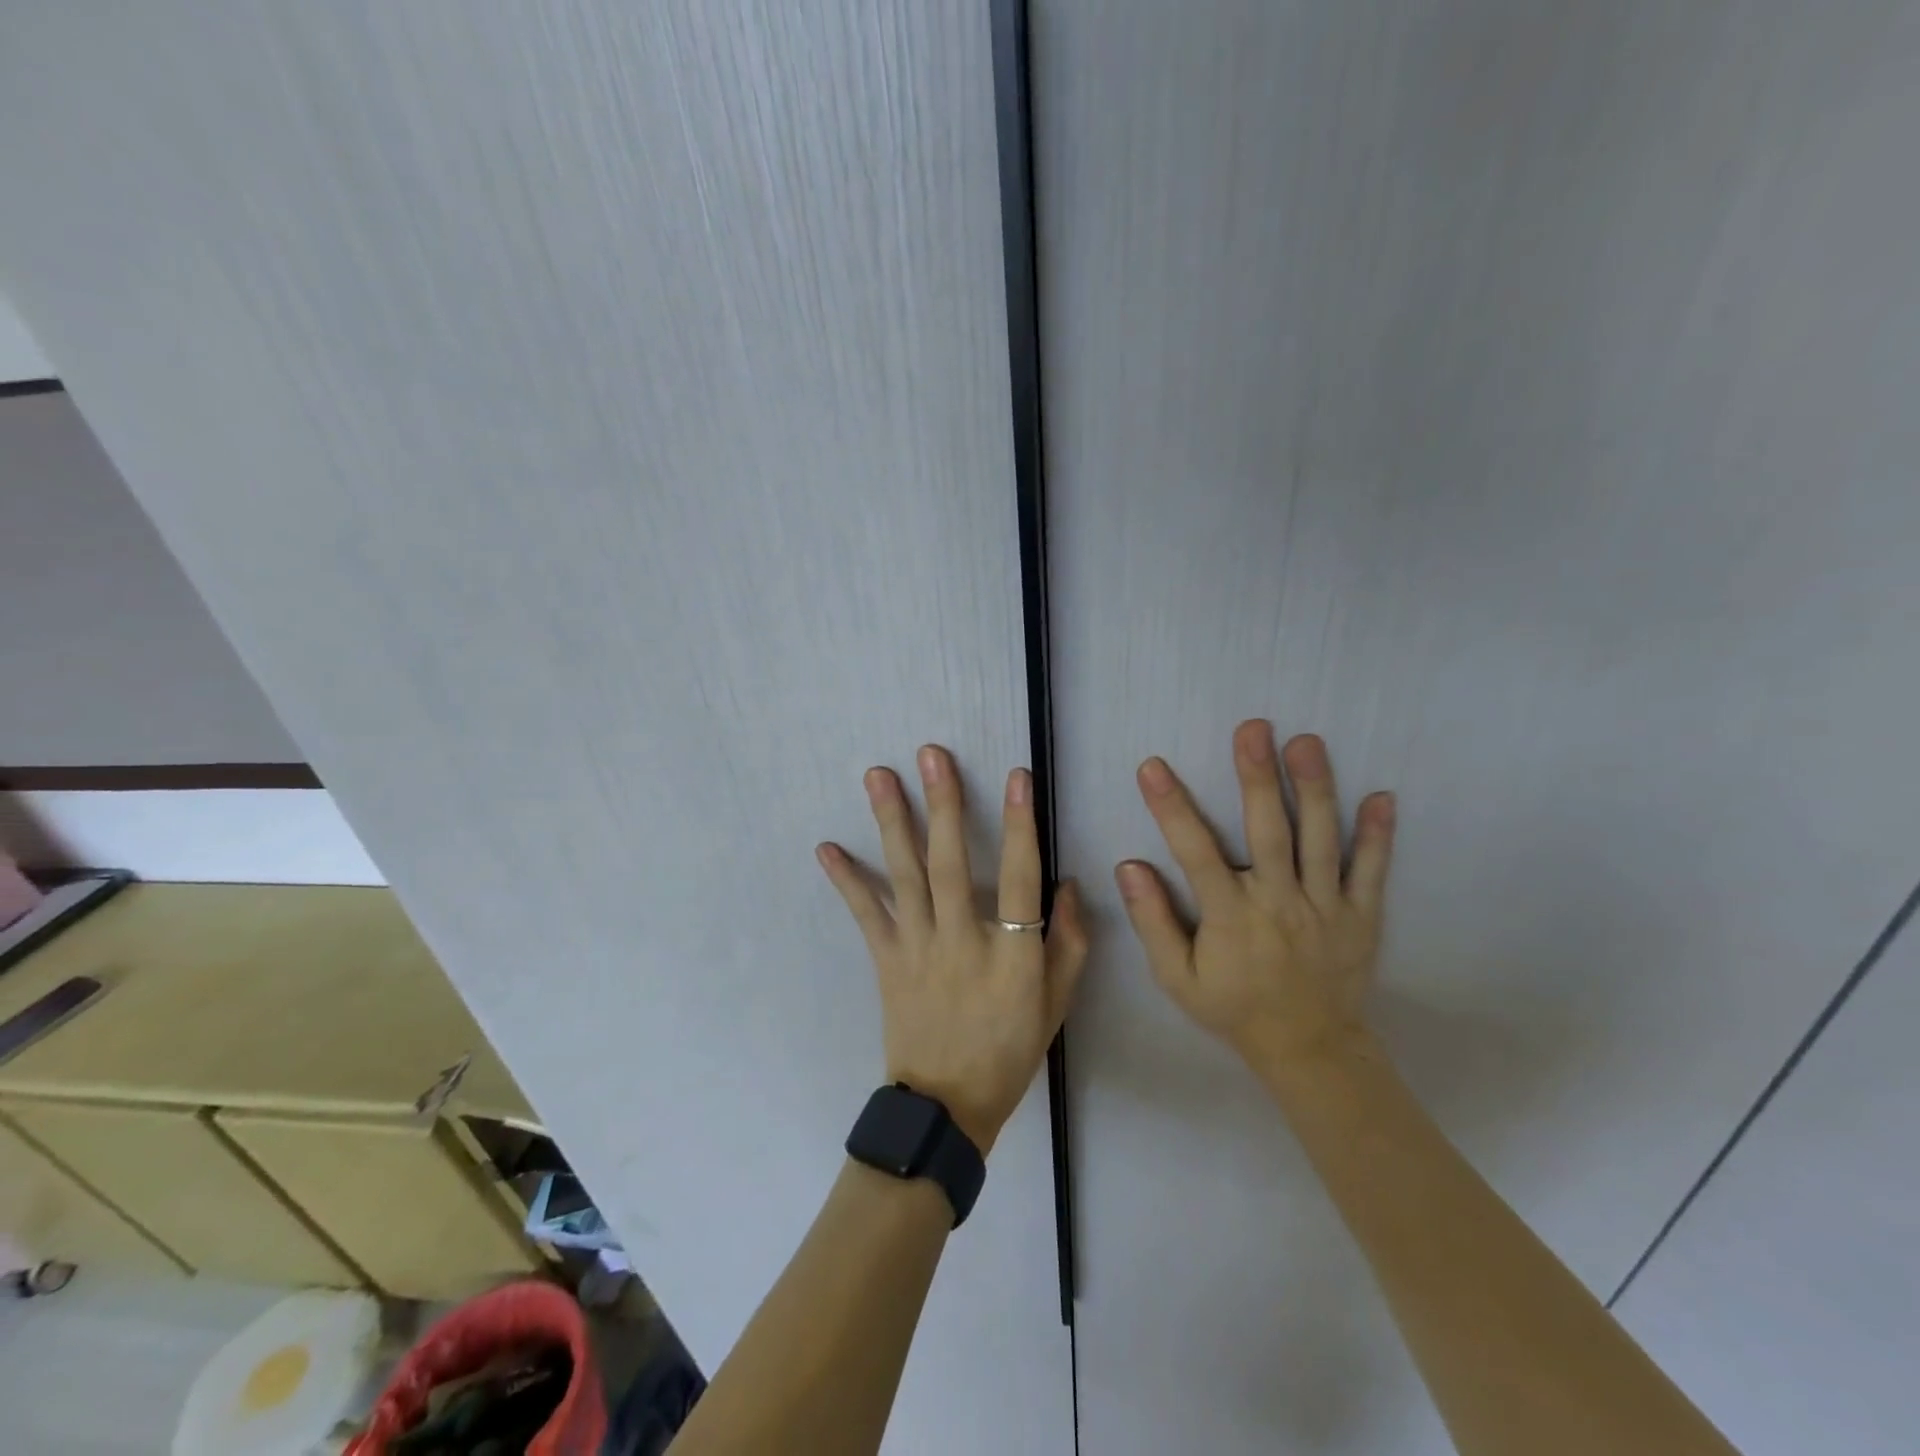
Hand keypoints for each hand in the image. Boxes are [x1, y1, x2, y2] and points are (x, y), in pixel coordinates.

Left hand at [817, 745, 1088, 1153]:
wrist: (946, 1105)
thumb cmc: (1009, 1051)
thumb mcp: (1056, 1004)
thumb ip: (1068, 944)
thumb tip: (1066, 884)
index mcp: (1012, 956)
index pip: (1021, 878)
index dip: (1021, 825)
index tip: (1017, 777)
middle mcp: (961, 942)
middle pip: (951, 864)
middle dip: (943, 805)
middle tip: (930, 755)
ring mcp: (918, 948)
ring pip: (904, 876)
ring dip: (891, 822)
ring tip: (877, 776)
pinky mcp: (886, 959)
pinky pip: (865, 913)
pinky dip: (846, 880)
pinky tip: (826, 848)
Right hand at [1116, 721, 1395, 1072]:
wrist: (1309, 1049)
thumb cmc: (1234, 1008)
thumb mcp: (1177, 978)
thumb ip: (1153, 922)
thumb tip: (1129, 866)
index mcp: (1231, 917)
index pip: (1195, 852)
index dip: (1172, 808)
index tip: (1152, 766)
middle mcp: (1279, 903)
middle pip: (1268, 831)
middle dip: (1258, 777)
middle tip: (1253, 728)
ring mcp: (1327, 908)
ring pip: (1321, 840)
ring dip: (1315, 788)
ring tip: (1307, 743)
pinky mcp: (1362, 917)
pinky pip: (1372, 872)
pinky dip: (1378, 835)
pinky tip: (1382, 796)